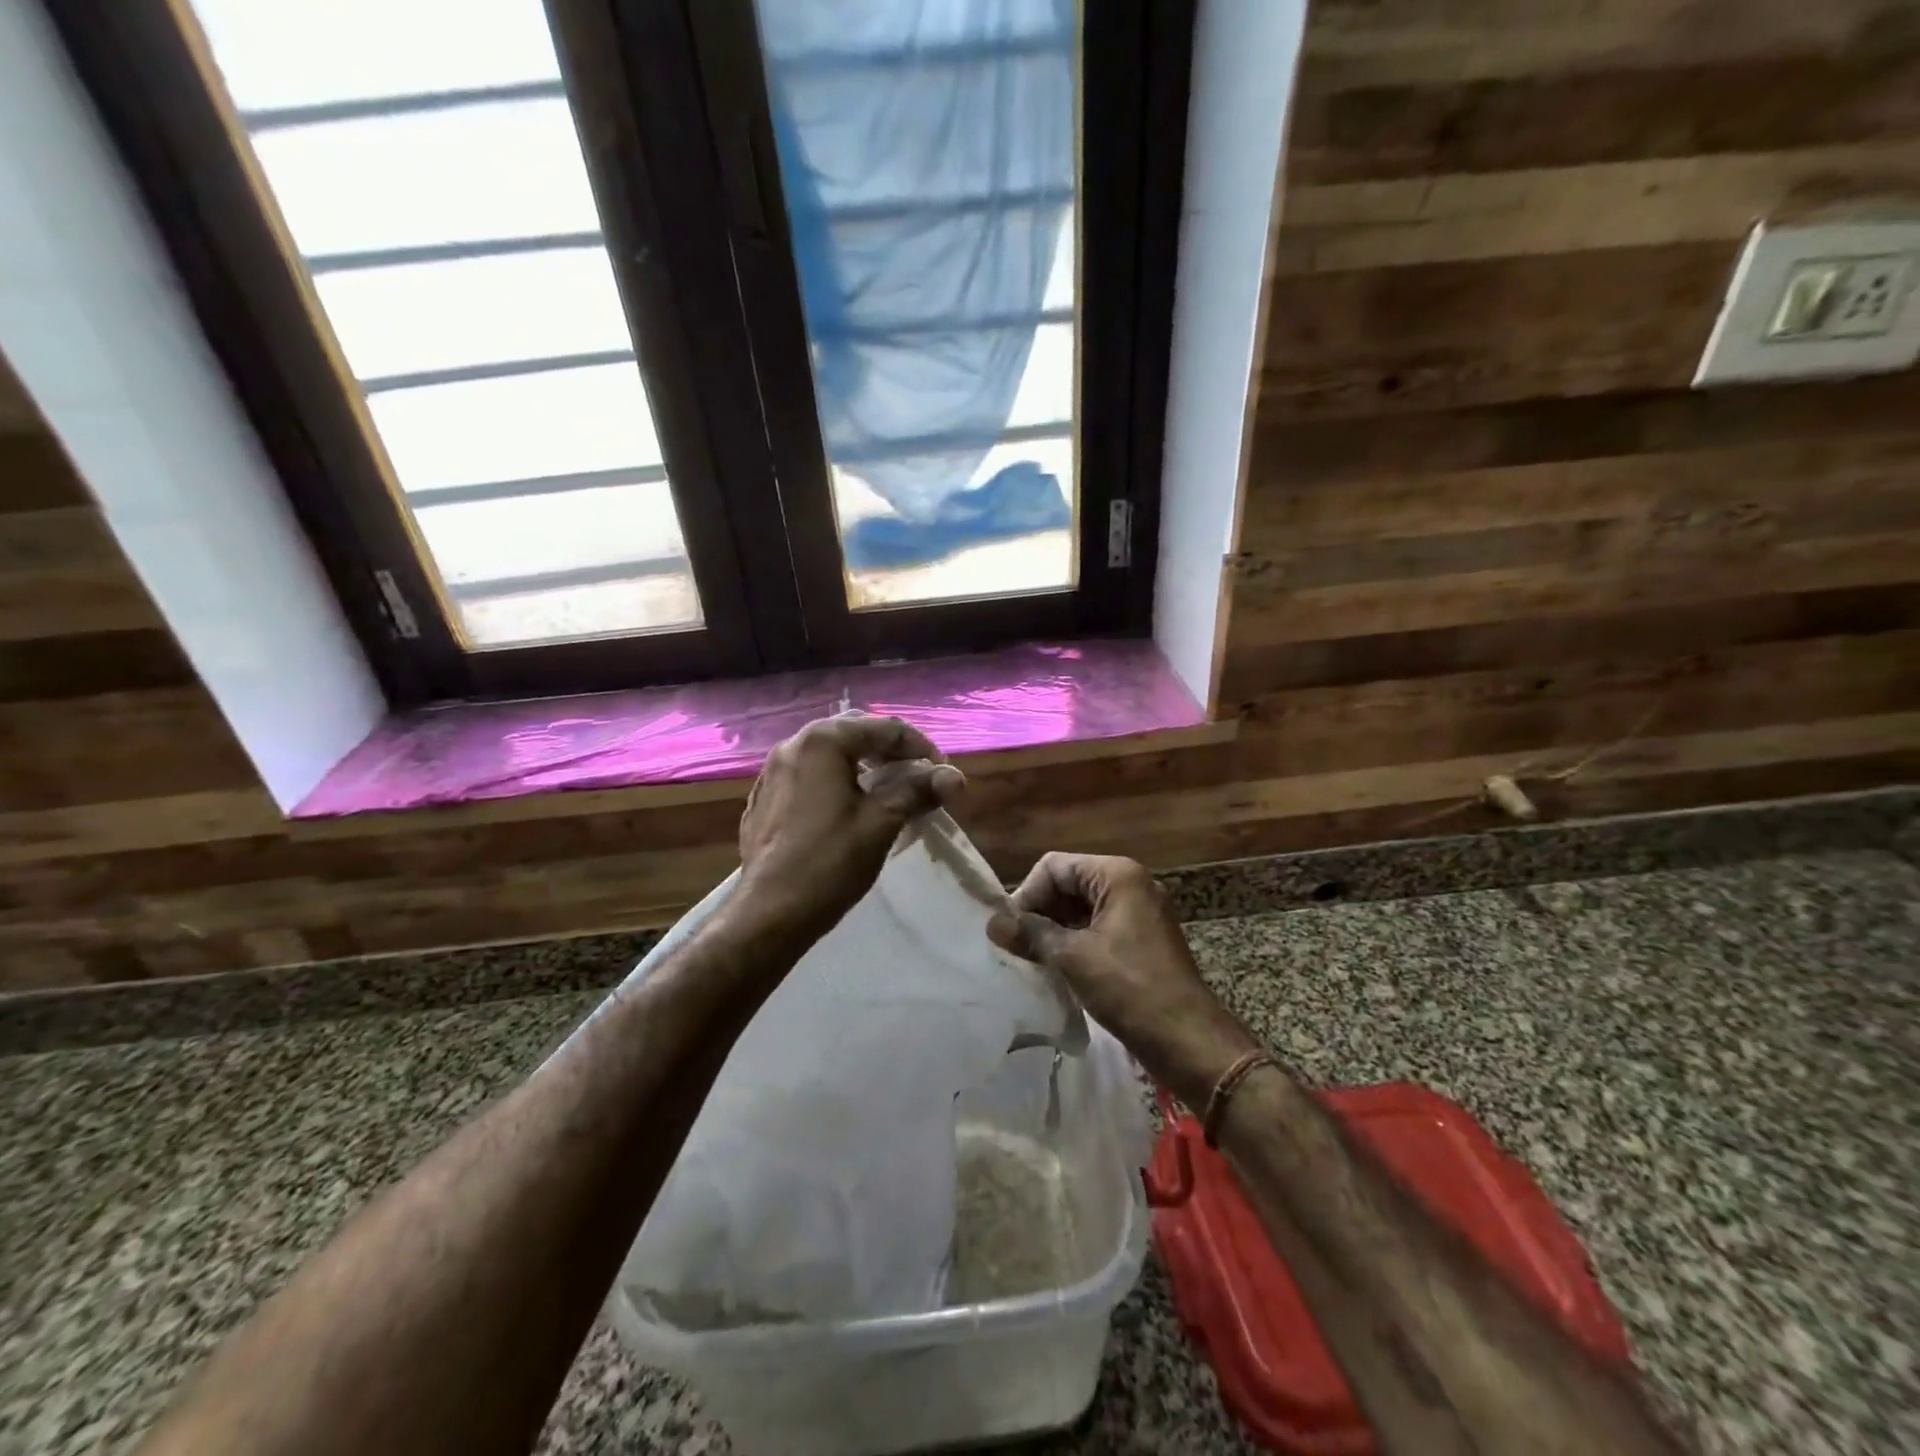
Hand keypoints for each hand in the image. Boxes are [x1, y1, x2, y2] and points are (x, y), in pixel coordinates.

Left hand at [737, 713, 964, 940]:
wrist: (768, 914)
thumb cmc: (829, 863)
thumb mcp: (881, 823)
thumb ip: (918, 791)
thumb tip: (955, 777)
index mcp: (822, 742)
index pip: (885, 728)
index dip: (921, 748)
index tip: (943, 775)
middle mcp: (793, 745)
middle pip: (855, 733)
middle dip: (892, 751)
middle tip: (920, 777)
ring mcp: (773, 772)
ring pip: (831, 755)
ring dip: (865, 766)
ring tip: (891, 791)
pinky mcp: (765, 799)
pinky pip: (810, 776)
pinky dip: (838, 781)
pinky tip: (851, 808)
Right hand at [987, 853, 1259, 1106]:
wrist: (1188, 1040)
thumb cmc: (1130, 989)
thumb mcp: (1073, 958)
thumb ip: (1031, 934)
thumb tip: (992, 923)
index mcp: (1118, 875)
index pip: (1055, 866)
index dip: (1028, 893)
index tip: (1011, 930)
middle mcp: (1131, 883)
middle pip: (1068, 883)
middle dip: (1040, 911)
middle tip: (1016, 946)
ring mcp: (1139, 912)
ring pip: (1081, 908)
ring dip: (1054, 929)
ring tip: (1031, 958)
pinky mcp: (1141, 939)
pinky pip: (1097, 927)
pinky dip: (1074, 942)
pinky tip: (1056, 967)